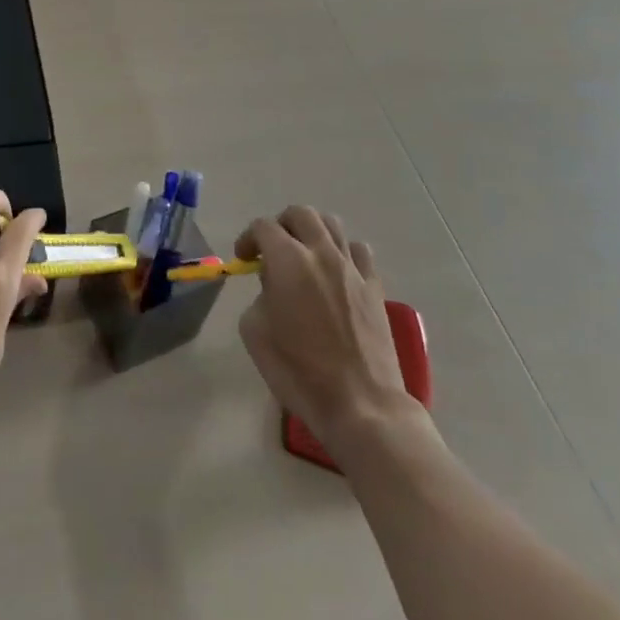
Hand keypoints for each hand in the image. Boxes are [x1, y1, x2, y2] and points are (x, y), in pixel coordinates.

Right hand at [236, 205, 425, 452]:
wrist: (361, 406)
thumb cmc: (299, 372)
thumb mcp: (256, 333)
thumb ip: (259, 296)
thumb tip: (273, 288)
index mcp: (288, 260)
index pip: (264, 227)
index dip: (249, 238)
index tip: (244, 259)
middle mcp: (321, 253)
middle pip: (300, 214)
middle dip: (281, 225)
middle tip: (273, 249)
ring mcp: (352, 268)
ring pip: (332, 224)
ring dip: (313, 231)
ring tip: (305, 254)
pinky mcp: (375, 287)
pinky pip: (359, 251)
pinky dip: (343, 252)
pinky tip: (337, 271)